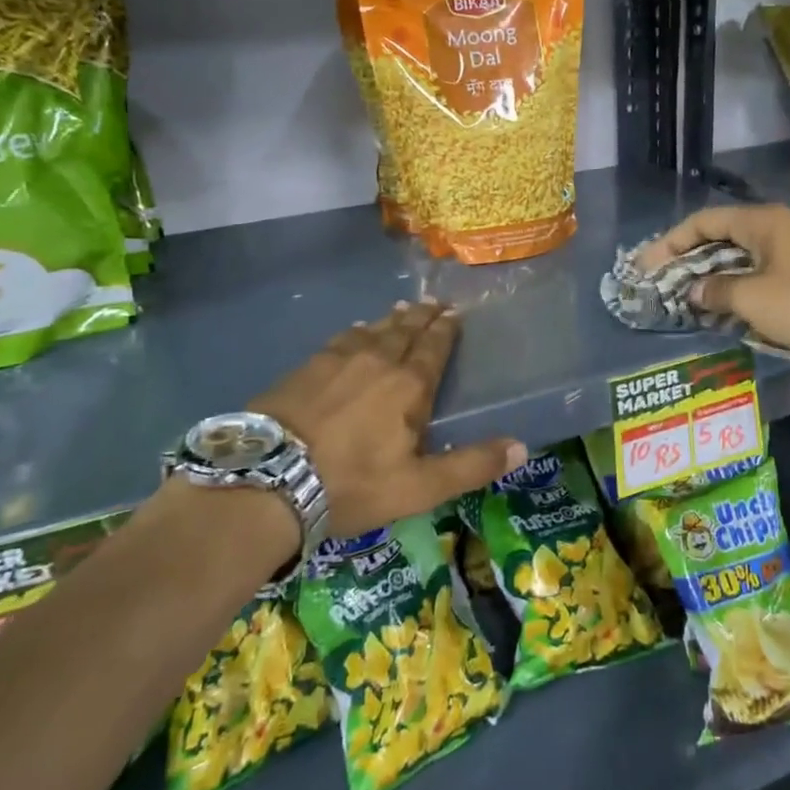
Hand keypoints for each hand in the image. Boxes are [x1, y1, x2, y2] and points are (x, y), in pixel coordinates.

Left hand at [250, 299, 526, 537]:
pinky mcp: (306, 366)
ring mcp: (338, 359)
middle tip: (434, 302)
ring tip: (402, 310)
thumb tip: (521, 445)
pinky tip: (356, 330)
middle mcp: (378, 360)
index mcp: (409, 385)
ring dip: (392, 320)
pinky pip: (341, 338)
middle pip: (405, 330)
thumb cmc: (351, 484)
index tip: (454, 312)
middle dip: (423, 316)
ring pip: (373, 330)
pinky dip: (357, 330)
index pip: (434, 347)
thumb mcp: (419, 487)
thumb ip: (471, 465)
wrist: (268, 478)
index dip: (446, 329)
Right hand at [638, 204, 789, 369]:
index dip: (671, 242)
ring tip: (683, 297)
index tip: (647, 265)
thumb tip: (693, 291)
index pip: (703, 222)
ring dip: (710, 276)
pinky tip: (718, 307)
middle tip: (660, 281)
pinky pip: (756, 275)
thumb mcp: (753, 298)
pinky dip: (733, 288)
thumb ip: (715, 291)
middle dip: (687, 259)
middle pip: (719, 238)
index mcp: (761, 222)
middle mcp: (775, 229)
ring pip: (738, 258)